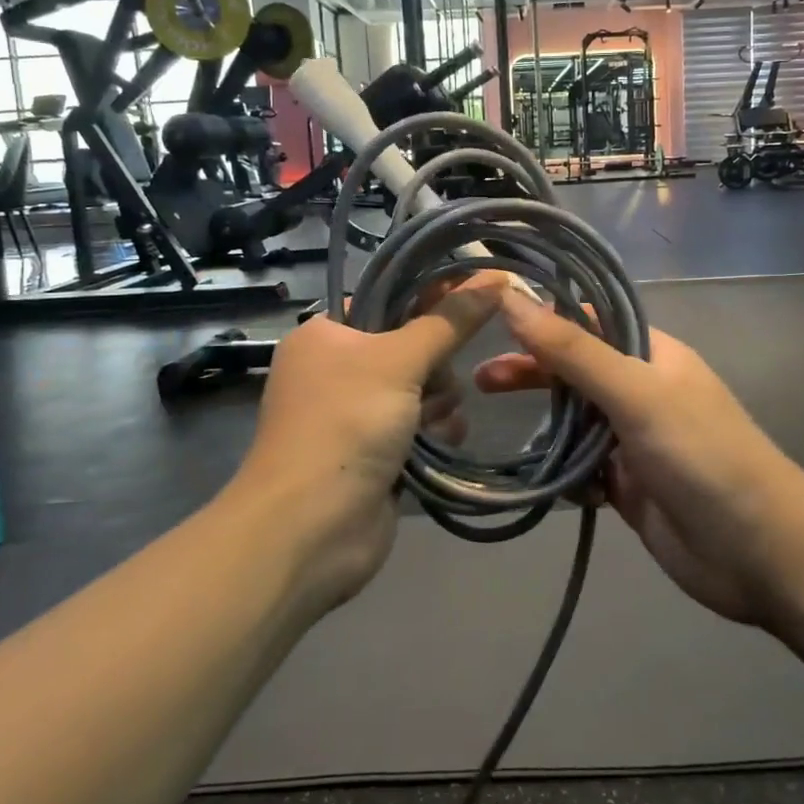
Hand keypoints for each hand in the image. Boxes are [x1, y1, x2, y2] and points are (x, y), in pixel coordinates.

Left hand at [230, 274, 508, 612]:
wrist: (310, 528)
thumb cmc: (346, 424)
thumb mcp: (399, 361)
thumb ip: (449, 321)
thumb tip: (494, 276)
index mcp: (326, 335)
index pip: (388, 299)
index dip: (432, 298)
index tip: (476, 299)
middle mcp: (335, 370)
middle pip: (410, 346)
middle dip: (435, 366)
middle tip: (436, 385)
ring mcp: (354, 415)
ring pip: (420, 389)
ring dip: (439, 402)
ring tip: (439, 421)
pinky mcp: (373, 453)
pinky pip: (418, 426)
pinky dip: (435, 431)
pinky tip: (445, 441)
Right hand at [477, 291, 803, 626]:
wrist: (759, 552)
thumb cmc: (701, 455)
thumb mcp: (635, 393)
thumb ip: (572, 349)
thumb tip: (511, 296)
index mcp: (651, 354)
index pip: (588, 320)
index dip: (544, 316)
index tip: (492, 317)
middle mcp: (641, 390)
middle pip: (575, 371)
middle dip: (532, 374)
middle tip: (480, 383)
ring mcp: (634, 440)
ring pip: (574, 423)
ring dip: (546, 430)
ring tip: (513, 443)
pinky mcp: (628, 486)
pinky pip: (582, 469)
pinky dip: (566, 475)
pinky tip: (559, 487)